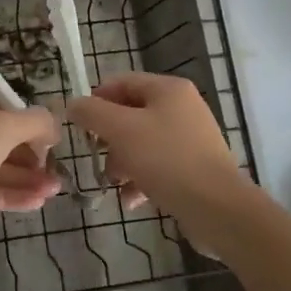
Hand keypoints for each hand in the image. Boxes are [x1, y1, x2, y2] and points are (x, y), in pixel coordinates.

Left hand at [0, 82, 61, 260]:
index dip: (11, 111)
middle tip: (53, 165)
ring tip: (55, 189)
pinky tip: (37, 203)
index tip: (35, 128)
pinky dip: (7, 194)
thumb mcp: (1, 129)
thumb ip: (32, 122)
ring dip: (22, 177)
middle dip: (26, 152)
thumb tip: (53, 125)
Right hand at [67, 73, 257, 251]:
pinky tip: (132, 200)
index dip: (96, 100)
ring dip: (122, 163)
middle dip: (109, 138)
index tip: (79, 125)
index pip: (121, 82)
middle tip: (96, 157)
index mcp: (168, 89)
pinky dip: (141, 179)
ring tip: (115, 184)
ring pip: (142, 143)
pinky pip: (158, 166)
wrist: (217, 208)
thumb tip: (72, 104)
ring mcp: (190, 138)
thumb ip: (92, 113)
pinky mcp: (194, 167)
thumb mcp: (121, 131)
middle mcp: (182, 107)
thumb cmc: (166, 160)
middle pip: (131, 114)